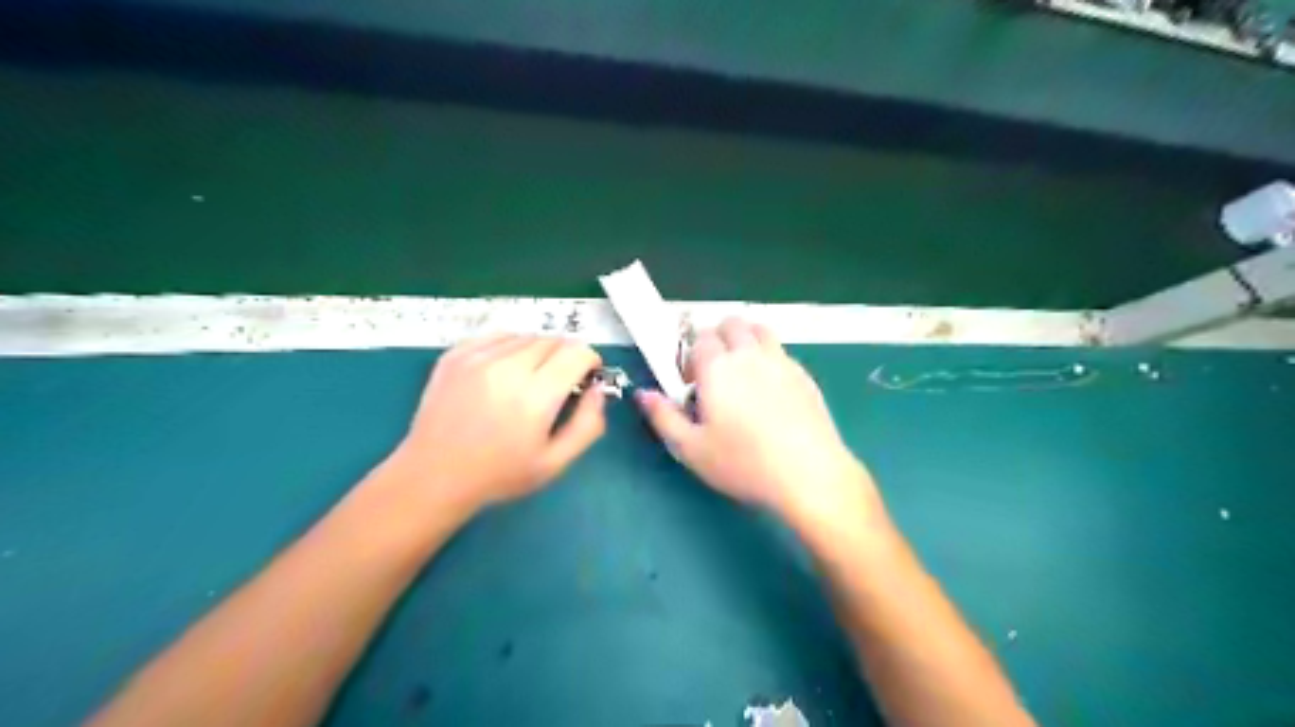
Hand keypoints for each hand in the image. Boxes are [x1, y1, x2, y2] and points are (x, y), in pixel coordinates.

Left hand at [388, 336, 607, 516]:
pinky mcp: (455, 355)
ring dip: (539, 351)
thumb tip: (598, 389)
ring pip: (526, 336)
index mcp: (536, 395)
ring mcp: (478, 357)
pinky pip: (497, 336)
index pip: (577, 352)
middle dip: (566, 357)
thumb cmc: (499, 475)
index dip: (590, 361)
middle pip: (554, 340)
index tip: (586, 378)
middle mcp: (508, 367)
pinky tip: (504, 370)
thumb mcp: (555, 463)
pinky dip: (510, 346)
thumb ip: (588, 424)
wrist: (433, 476)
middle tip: (559, 383)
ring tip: (530, 379)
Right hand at [632, 317, 875, 521]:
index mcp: (717, 366)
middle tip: (714, 374)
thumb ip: (662, 417)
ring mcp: (781, 361)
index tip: (690, 384)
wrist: (808, 474)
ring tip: (742, 373)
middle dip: (717, 338)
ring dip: (745, 339)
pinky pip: (781, 351)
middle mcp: (749, 354)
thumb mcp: (691, 448)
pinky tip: (770, 392)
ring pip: (760, 330)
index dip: (690, 356)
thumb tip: (643, 394)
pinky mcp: (805, 375)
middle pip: (731, 323)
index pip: (699, 338)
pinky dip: (769, 357)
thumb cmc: (742, 463)